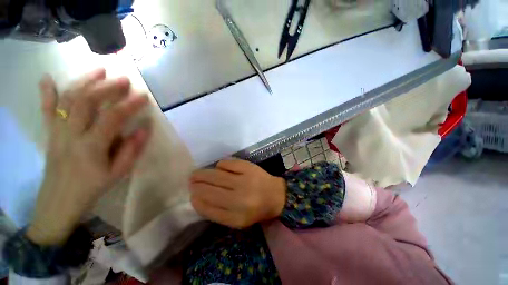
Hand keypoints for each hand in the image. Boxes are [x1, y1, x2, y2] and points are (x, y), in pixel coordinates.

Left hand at [27, 69, 150, 244]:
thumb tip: (145, 128)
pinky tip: (48, 78)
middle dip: (106, 87)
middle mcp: (71, 135)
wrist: (58, 202)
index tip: (143, 96)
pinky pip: (46, 110)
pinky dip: (47, 93)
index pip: (112, 118)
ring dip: (83, 82)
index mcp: (91, 147)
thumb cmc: (92, 188)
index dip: (129, 104)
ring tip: (99, 70)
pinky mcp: (49, 134)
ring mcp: (57, 132)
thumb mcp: (118, 173)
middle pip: (86, 102)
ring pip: (68, 100)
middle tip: (123, 80)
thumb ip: (132, 149)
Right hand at [190, 159, 285, 228]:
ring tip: (196, 174)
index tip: (191, 196)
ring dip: (203, 174)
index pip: (209, 208)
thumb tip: (198, 198)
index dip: (197, 201)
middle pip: (210, 190)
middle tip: (190, 181)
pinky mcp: (248, 167)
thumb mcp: (237, 220)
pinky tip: (219, 168)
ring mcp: (245, 180)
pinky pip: (227, 163)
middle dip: (196, 185)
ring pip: (216, 175)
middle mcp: (240, 199)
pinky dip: (220, 165)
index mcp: (237, 217)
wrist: (275, 194)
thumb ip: (217, 213)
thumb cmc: (255, 209)